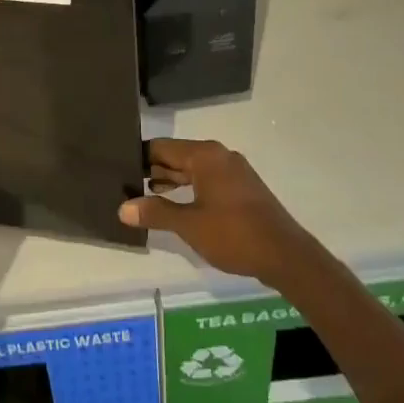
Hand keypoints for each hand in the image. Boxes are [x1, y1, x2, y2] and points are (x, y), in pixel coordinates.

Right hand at [119, 139, 317, 284]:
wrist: (286, 256)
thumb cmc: (234, 234)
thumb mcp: (189, 225)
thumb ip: (155, 213)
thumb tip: (123, 207)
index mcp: (205, 156)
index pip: (161, 147)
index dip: (139, 157)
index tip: (117, 168)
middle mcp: (219, 155)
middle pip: (177, 156)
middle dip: (152, 170)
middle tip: (125, 184)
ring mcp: (233, 171)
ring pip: (192, 168)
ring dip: (170, 181)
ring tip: (143, 196)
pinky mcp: (242, 188)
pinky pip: (207, 179)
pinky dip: (188, 188)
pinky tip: (175, 205)